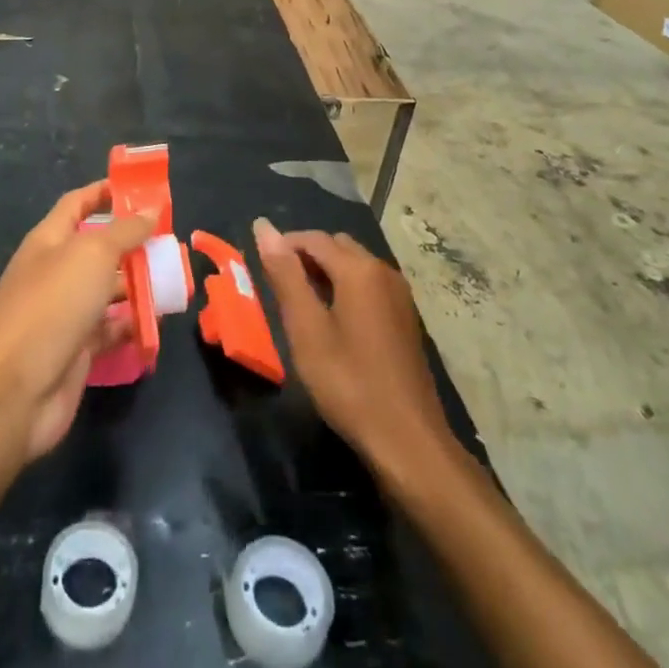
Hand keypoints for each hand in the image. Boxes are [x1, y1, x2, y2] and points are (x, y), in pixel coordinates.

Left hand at [0, 181, 153, 462]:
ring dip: (138, 284)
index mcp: (49, 240)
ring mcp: (64, 313)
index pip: (77, 203)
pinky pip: (110, 330)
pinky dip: (132, 325)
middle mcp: (55, 272)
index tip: (141, 188)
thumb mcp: (92, 255)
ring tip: (174, 280)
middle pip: (98, 248)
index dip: (105, 192)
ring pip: (107, 290)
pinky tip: (157, 322)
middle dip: (132, 243)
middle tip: (171, 241)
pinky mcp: (76, 351)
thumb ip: (124, 231)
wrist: (12, 393)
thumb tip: (150, 208)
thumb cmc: (51, 306)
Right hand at [253, 218, 452, 469]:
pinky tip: (332, 320)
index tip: (259, 268)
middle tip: (278, 287)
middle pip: (336, 246)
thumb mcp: (307, 330)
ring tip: (300, 303)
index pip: (313, 238)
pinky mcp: (405, 316)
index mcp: (359, 269)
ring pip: (354, 264)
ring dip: (325, 272)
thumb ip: (285, 275)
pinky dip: (345, 287)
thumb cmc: (350, 384)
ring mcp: (399, 294)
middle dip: (305, 256)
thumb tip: (264, 226)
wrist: (408, 441)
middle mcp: (383, 270)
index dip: (283, 245)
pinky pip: (368, 284)